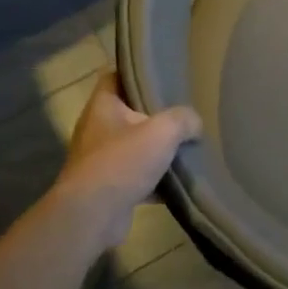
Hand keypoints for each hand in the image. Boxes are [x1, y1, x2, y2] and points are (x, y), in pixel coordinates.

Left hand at [54, 74, 201, 248]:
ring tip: (185, 148)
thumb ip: (183, 120)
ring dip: (156, 151)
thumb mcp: (162, 132)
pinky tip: (178, 185)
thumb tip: (194, 123)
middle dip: (154, 116)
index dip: (135, 73)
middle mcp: (96, 131)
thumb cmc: (122, 162)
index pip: (114, 77)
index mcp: (102, 107)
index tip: (160, 75)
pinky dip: (155, 182)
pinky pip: (136, 179)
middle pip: (127, 114)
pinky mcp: (108, 189)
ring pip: (133, 148)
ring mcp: (100, 161)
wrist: (93, 215)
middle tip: (182, 113)